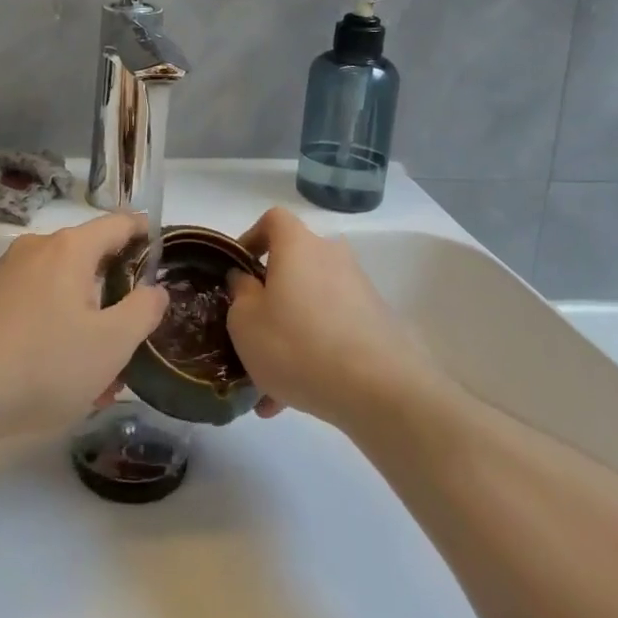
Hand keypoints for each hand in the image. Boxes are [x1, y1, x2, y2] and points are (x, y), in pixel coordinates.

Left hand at [0, 212, 167, 439]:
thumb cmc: (42, 362)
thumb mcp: (111, 344)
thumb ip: (143, 311)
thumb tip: (154, 290)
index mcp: (71, 248)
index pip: (120, 223)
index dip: (146, 235)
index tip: (164, 257)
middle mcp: (37, 249)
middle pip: (90, 259)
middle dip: (115, 294)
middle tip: (133, 334)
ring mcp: (7, 275)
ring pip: (62, 289)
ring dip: (86, 321)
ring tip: (99, 373)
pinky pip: (35, 307)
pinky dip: (55, 331)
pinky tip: (59, 377)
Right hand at [226, 207, 430, 428]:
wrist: (379, 390)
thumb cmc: (297, 344)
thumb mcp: (246, 322)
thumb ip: (240, 293)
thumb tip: (246, 280)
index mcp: (298, 245)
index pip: (273, 220)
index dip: (251, 239)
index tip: (238, 271)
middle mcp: (331, 256)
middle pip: (293, 267)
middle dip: (269, 300)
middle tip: (250, 335)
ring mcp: (358, 290)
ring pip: (310, 306)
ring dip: (289, 336)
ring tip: (267, 386)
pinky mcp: (375, 323)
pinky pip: (331, 331)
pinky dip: (312, 355)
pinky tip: (294, 397)